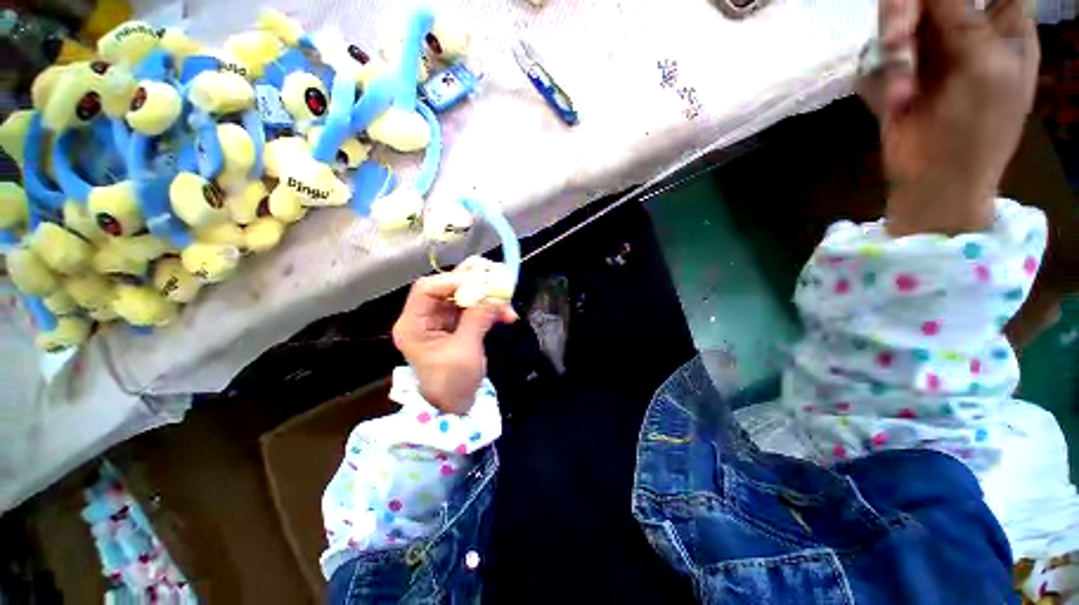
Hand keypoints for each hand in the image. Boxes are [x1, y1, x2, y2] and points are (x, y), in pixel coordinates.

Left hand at [392, 258, 517, 414]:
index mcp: (414, 324)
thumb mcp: (465, 351)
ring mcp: (442, 319)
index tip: (482, 281)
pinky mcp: (457, 324)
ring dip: (488, 295)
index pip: (427, 289)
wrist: (455, 407)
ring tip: (507, 298)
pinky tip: (507, 315)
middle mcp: (425, 316)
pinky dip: (491, 308)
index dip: (453, 280)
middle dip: (475, 282)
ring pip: (464, 294)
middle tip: (498, 278)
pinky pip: (475, 307)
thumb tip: (495, 295)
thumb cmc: (452, 384)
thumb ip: (477, 319)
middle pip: (447, 286)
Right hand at [859, 0, 1039, 234]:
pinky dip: (878, 79)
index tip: (936, 10)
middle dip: (905, 12)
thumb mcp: (985, 67)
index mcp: (1001, 25)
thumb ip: (963, 18)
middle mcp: (964, 27)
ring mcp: (929, 50)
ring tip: (898, 93)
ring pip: (896, 18)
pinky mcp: (897, 73)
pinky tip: (891, 103)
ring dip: (890, 52)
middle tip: (895, 40)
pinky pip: (875, 56)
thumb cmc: (977, 131)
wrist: (935, 182)